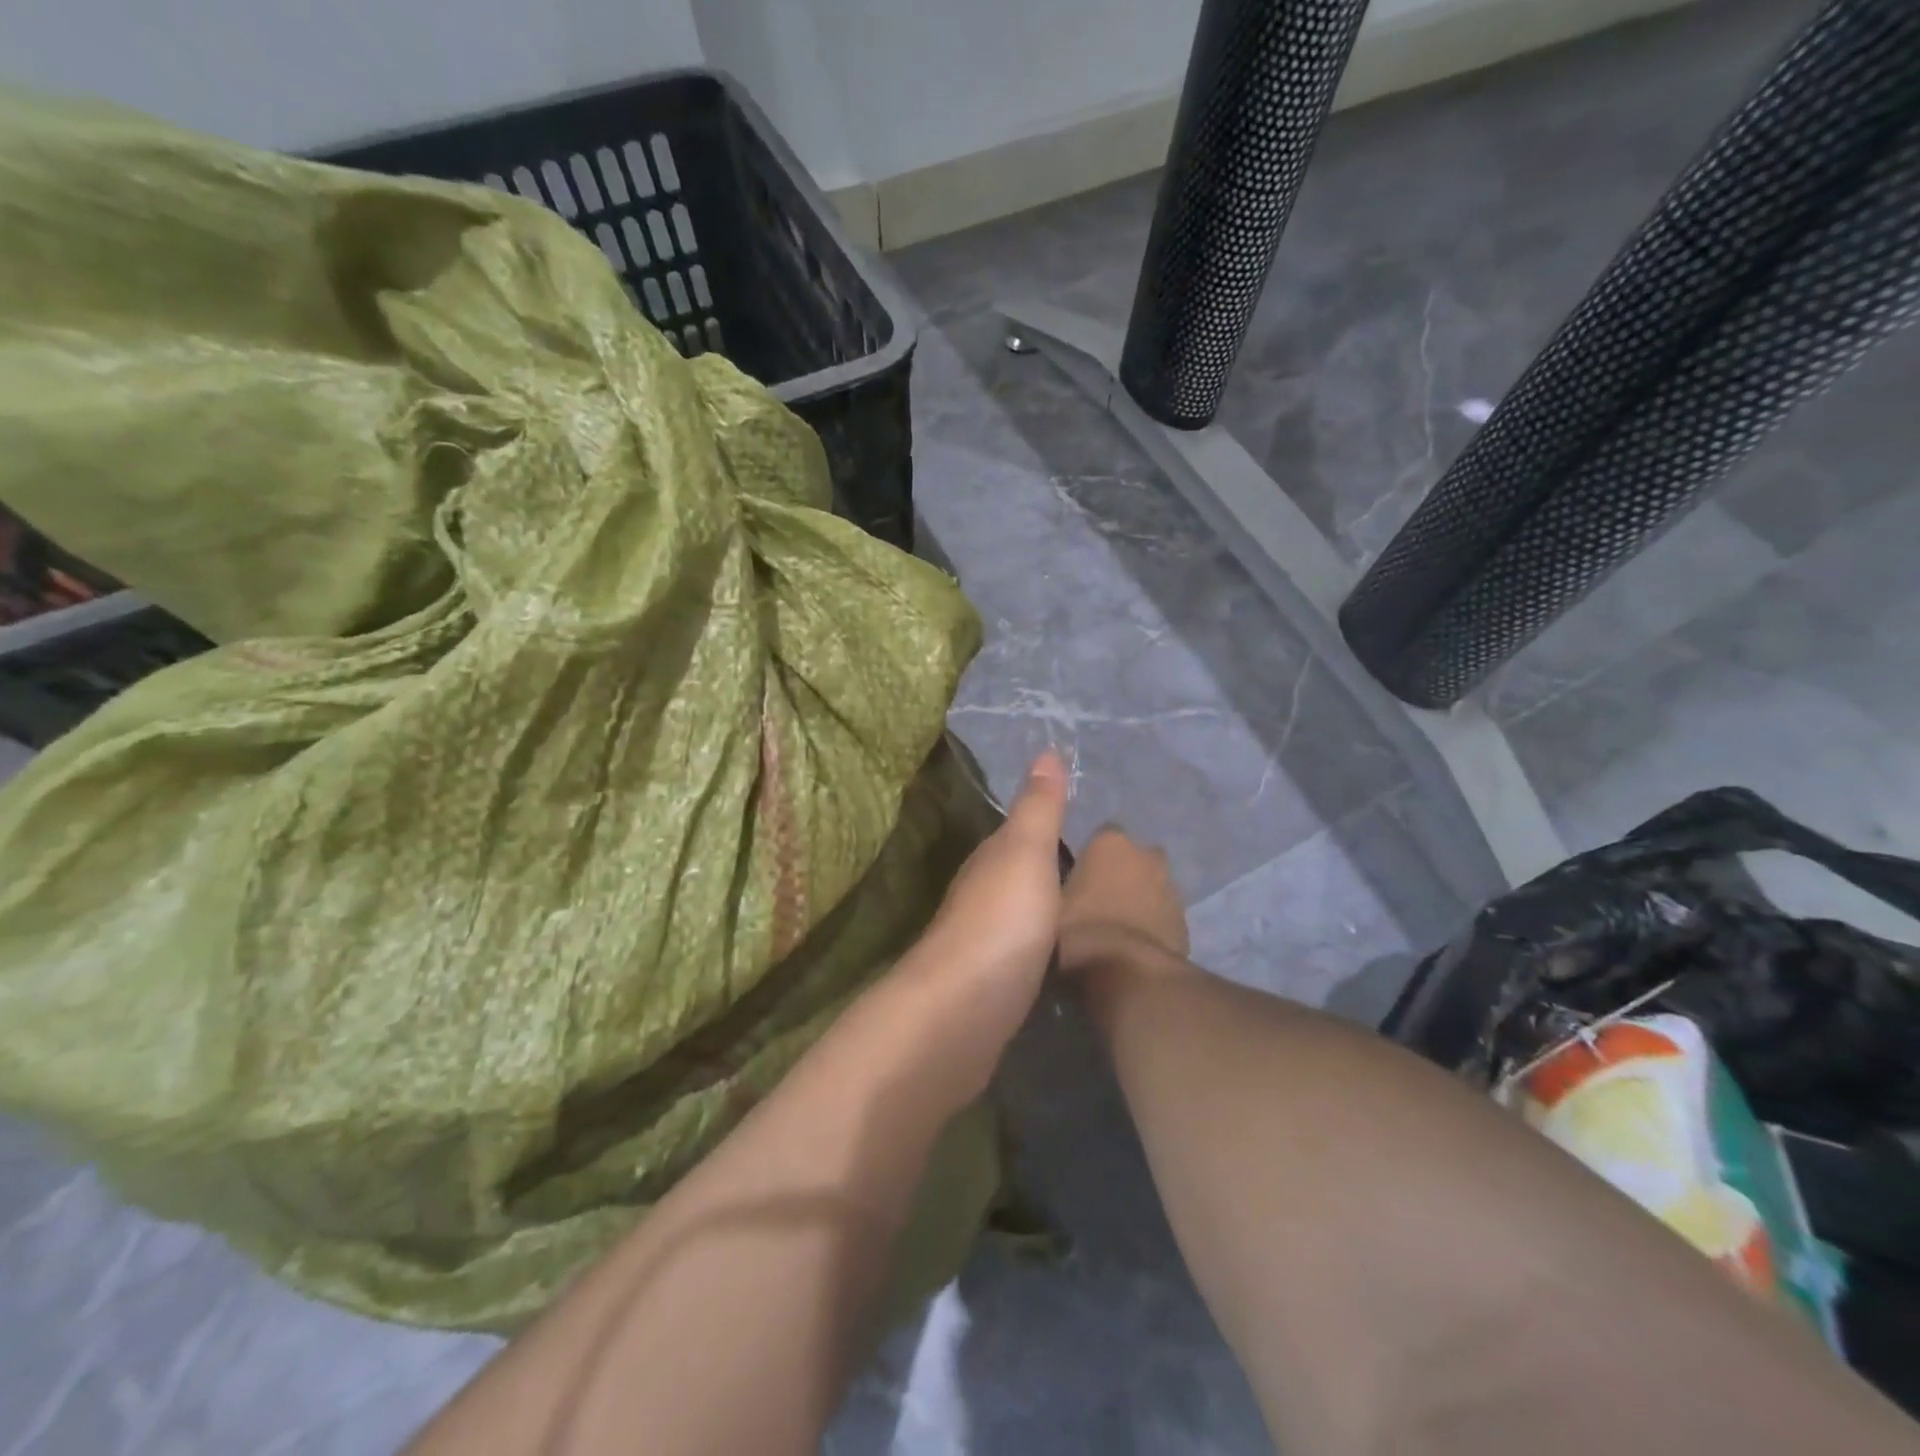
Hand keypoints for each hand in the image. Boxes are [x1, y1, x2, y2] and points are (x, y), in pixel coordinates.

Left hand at [902, 750, 1069, 1086]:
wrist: (963, 1011)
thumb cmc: (1001, 921)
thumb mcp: (1026, 852)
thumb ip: (1038, 807)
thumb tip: (1046, 750)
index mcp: (988, 864)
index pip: (1013, 837)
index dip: (1039, 830)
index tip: (1072, 829)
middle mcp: (977, 900)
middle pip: (1010, 878)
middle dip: (1039, 872)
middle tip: (1083, 871)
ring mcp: (978, 948)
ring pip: (1012, 918)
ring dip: (1036, 912)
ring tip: (1073, 912)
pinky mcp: (986, 990)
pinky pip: (1017, 957)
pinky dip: (1034, 949)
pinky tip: (1050, 959)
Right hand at [1058, 826, 1188, 975]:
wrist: (1130, 976)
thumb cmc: (1080, 932)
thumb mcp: (1048, 908)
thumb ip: (1056, 888)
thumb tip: (1052, 888)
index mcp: (1110, 843)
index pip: (1101, 835)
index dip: (1090, 857)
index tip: (1078, 877)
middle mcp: (1146, 855)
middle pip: (1133, 858)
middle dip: (1121, 872)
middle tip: (1098, 900)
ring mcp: (1171, 887)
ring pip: (1153, 886)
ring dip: (1139, 899)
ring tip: (1116, 928)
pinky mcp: (1185, 921)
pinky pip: (1164, 915)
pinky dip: (1153, 925)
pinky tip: (1134, 947)